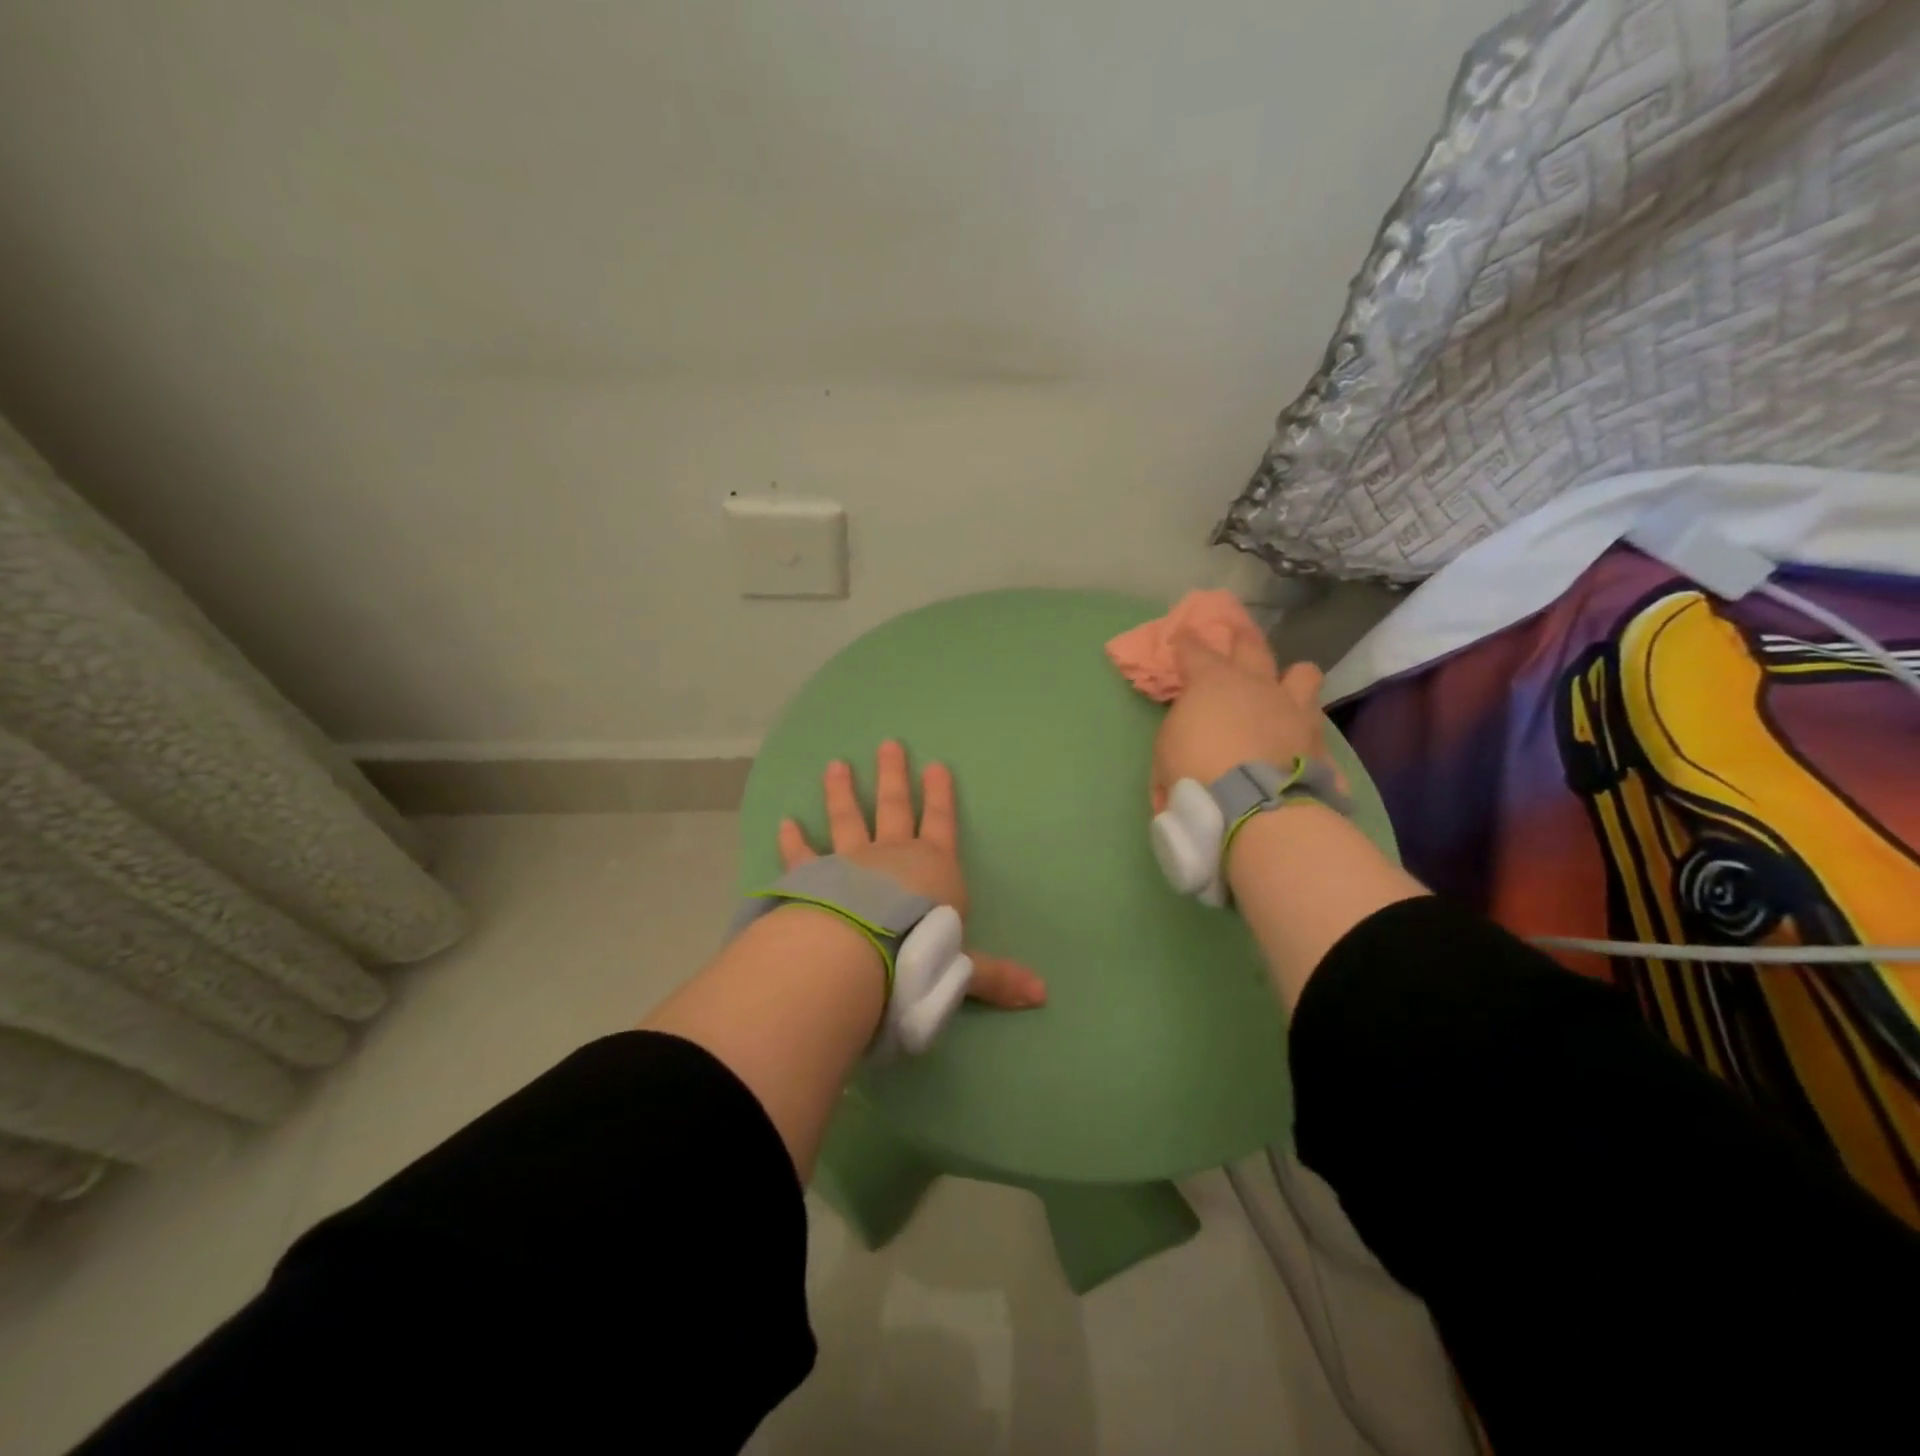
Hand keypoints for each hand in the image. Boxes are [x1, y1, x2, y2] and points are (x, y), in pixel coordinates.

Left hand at [778, 740, 1046, 1009]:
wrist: (861, 953)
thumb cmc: (920, 952)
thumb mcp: (965, 967)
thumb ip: (996, 976)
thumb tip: (1043, 994)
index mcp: (933, 868)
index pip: (942, 823)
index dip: (941, 795)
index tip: (937, 765)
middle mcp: (893, 855)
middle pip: (895, 807)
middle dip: (894, 776)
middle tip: (888, 744)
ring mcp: (851, 862)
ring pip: (848, 819)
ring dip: (842, 792)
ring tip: (836, 766)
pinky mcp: (815, 877)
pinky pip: (803, 855)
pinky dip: (793, 840)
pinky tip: (784, 822)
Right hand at [1151, 632, 1340, 812]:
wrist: (1253, 804)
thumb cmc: (1195, 771)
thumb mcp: (1166, 748)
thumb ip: (1181, 727)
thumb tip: (1191, 727)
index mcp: (1213, 682)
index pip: (1195, 649)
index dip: (1186, 640)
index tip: (1181, 634)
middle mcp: (1256, 684)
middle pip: (1252, 646)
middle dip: (1241, 638)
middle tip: (1237, 634)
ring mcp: (1292, 707)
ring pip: (1302, 673)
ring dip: (1292, 677)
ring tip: (1287, 686)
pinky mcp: (1317, 738)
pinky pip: (1315, 724)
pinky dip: (1305, 728)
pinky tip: (1300, 739)